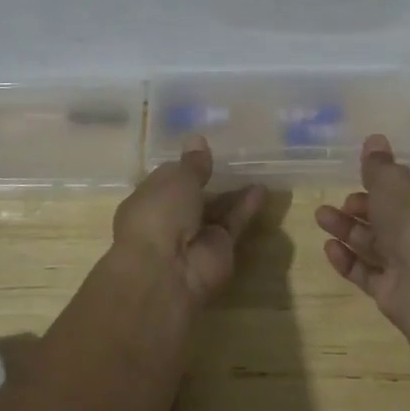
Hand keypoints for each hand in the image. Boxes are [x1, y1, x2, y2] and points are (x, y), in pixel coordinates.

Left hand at [111, 136, 263, 308]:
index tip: (203, 149)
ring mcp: (195, 236)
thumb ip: (193, 163)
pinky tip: (262, 189)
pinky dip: (246, 207)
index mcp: (147, 201)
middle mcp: (169, 219)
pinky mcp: (220, 249)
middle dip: (209, 179)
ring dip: (232, 193)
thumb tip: (197, 139)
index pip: (167, 179)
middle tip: (233, 156)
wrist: (167, 271)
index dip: (184, 165)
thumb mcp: (176, 179)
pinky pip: (233, 223)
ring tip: (254, 169)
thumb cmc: (159, 214)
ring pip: (216, 210)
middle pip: (193, 196)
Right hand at [315, 134, 409, 328]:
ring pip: (377, 244)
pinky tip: (329, 247)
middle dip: (361, 207)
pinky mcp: (397, 291)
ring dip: (348, 229)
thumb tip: (375, 140)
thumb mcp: (393, 179)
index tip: (361, 177)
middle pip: (392, 217)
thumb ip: (379, 163)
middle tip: (341, 202)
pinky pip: (369, 272)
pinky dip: (349, 259)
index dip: (387, 182)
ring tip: (320, 217)